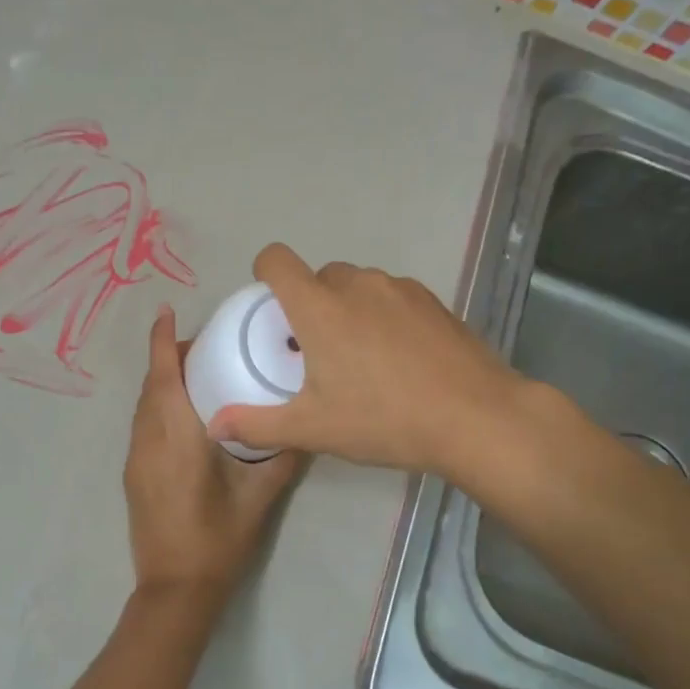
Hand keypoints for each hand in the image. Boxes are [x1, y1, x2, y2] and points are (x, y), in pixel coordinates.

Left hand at [125, 304, 301, 608]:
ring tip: (197, 374)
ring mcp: (136, 458)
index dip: (161, 340)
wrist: (174, 589)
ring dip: (162, 381)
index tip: (165, 310)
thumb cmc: (217, 541)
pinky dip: (158, 405)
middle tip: (205, 345)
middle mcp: (148, 441)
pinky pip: (143, 424)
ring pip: (144, 405)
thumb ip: (282, 456)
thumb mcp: (259, 498)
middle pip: (151, 385)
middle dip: (168, 357)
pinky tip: (186, 414)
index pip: (163, 376)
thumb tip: (305, 426)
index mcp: (176, 438)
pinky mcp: (133, 474)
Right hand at [208, 243, 548, 481]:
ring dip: (348, 308)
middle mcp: (357, 285)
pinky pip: (392, 296)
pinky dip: (383, 315)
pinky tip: (400, 358)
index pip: (277, 260)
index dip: (265, 274)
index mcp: (320, 307)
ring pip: (358, 285)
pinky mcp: (433, 301)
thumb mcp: (313, 428)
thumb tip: (213, 425)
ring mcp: (400, 289)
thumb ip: (257, 424)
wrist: (476, 418)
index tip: (270, 308)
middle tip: (317, 351)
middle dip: (310, 303)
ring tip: (362, 357)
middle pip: (318, 276)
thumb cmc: (384, 420)